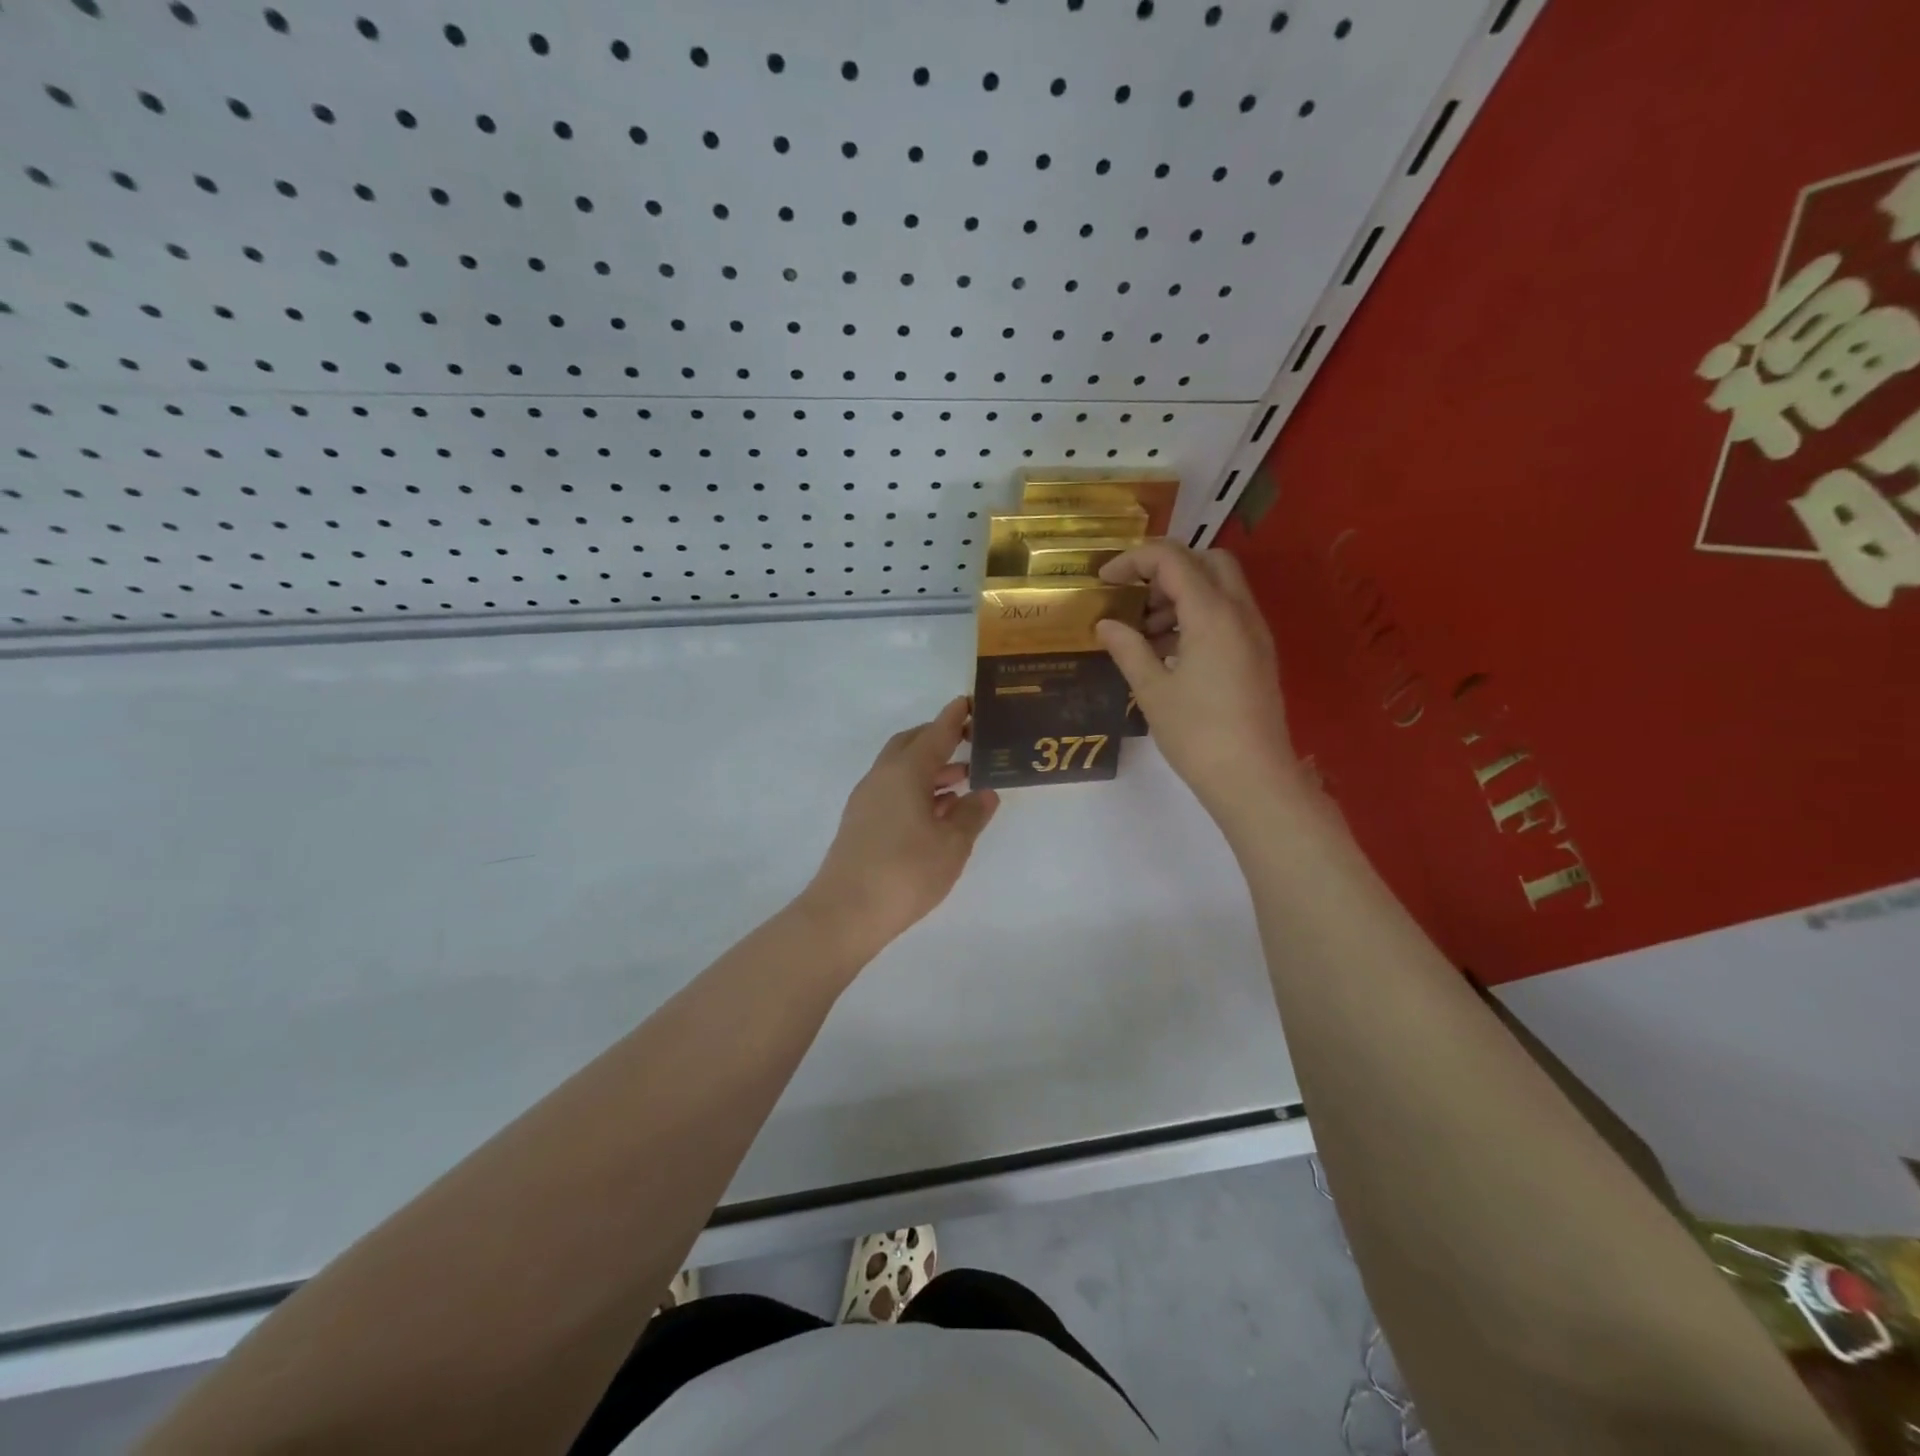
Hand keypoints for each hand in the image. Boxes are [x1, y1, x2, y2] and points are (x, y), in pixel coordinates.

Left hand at [804, 697, 999, 957]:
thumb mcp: (952, 844)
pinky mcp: (861, 823)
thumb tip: (984, 794)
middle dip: (939, 739)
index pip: (935, 733)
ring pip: (902, 770)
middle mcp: (882, 777)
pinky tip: (938, 811)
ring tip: (963, 780)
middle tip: (969, 743)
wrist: (845, 913)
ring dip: (930, 769)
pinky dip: (918, 790)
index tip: (970, 702)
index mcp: (905, 772)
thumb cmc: (906, 872)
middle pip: (911, 744)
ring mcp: (867, 800)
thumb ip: (971, 814)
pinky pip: (894, 791)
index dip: (955, 718)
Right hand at [1096, 542, 1301, 819]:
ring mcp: (1254, 633)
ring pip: (1220, 587)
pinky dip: (1198, 616)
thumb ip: (1127, 649)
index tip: (1104, 581)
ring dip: (1181, 594)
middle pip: (1205, 560)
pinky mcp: (1258, 654)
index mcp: (1212, 614)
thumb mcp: (1152, 690)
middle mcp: (1239, 612)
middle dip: (1165, 569)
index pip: (1171, 559)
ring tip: (1145, 633)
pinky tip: (1170, 652)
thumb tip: (1105, 625)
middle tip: (1135, 598)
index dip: (1132, 561)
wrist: (1253, 778)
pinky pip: (1227, 614)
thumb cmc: (1197, 734)